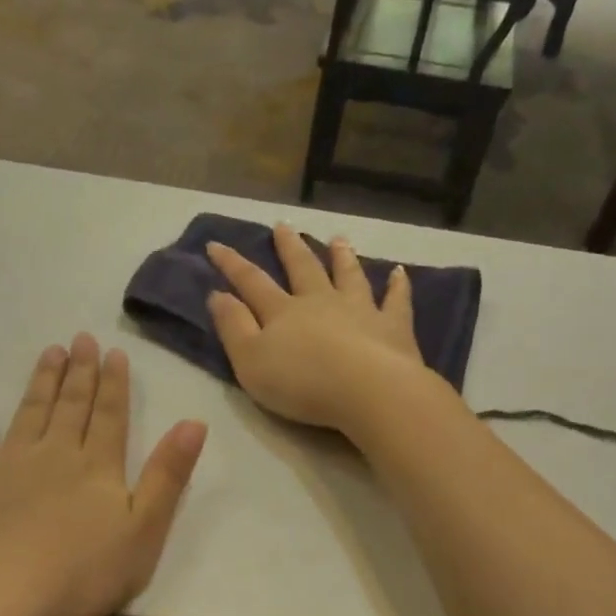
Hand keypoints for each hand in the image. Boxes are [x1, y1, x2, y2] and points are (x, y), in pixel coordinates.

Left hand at [0, 334, 206, 615]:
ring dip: (41, 381)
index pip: (111, 416)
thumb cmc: (82, 575)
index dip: (115, 384)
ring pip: (30, 411)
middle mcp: (55, 453)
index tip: (114, 352)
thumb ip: (168, 476)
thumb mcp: (144, 531)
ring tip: (49, 352)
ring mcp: (9, 462)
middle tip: (81, 338)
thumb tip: (194, 422)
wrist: (1, 598)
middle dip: (80, 372)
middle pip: (71, 405)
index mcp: (98, 467)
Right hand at [206, 224, 427, 432]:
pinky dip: (397, 286)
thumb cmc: (302, 382)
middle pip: (303, 268)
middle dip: (290, 247)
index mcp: (283, 312)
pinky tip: (400, 273)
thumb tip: (217, 294)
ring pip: (348, 275)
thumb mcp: (250, 361)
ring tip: (338, 239)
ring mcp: (360, 309)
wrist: (367, 390)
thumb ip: (233, 328)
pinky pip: (396, 300)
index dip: (232, 264)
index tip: (215, 245)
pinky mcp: (393, 326)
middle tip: (283, 225)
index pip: (251, 282)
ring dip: (342, 256)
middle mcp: (320, 301)